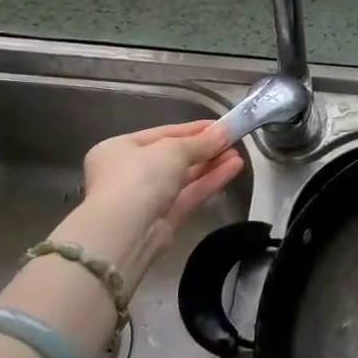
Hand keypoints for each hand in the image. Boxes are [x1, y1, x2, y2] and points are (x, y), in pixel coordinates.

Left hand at [67, 120, 243, 276]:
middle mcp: (130, 172)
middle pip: (174, 156)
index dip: (193, 129)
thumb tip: (225, 131)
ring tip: (238, 155)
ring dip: (211, 165)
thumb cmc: (139, 177)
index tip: (221, 125)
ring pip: (185, 177)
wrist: (125, 232)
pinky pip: (190, 194)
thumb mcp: (172, 150)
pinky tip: (234, 168)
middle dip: (205, 149)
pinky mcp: (164, 218)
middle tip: (233, 141)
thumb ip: (201, 141)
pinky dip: (210, 181)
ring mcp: (147, 197)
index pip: (162, 134)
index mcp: (119, 149)